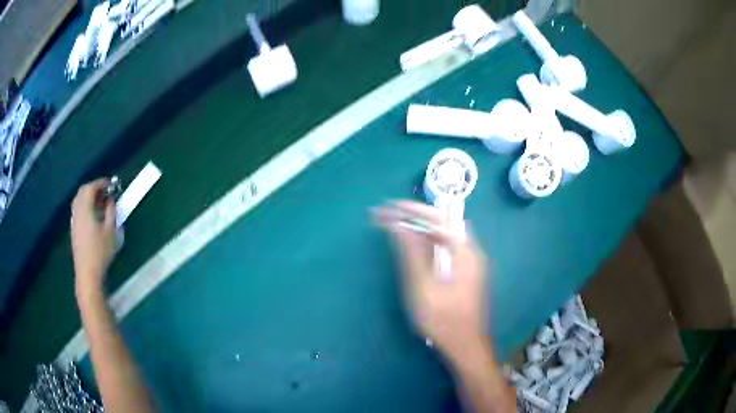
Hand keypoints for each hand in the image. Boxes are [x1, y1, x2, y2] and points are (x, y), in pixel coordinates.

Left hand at [71, 179, 116, 294]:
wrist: (87, 273)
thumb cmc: (100, 252)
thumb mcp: (111, 231)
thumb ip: (111, 212)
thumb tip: (111, 200)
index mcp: (85, 209)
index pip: (91, 187)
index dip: (101, 182)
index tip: (111, 184)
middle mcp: (77, 211)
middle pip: (83, 191)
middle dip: (94, 188)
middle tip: (106, 192)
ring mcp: (74, 221)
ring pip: (79, 200)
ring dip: (89, 197)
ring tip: (101, 203)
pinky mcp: (74, 229)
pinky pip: (78, 209)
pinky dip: (86, 206)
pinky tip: (94, 215)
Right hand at [374, 200, 489, 360]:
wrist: (466, 345)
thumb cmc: (444, 320)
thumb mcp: (423, 287)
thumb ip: (411, 254)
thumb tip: (398, 225)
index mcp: (465, 251)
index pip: (438, 218)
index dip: (413, 209)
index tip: (390, 206)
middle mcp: (471, 251)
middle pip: (444, 222)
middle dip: (416, 215)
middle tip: (391, 214)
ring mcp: (470, 262)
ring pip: (445, 235)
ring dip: (422, 227)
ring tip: (398, 225)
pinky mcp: (466, 272)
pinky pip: (447, 247)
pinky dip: (429, 241)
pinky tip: (416, 247)